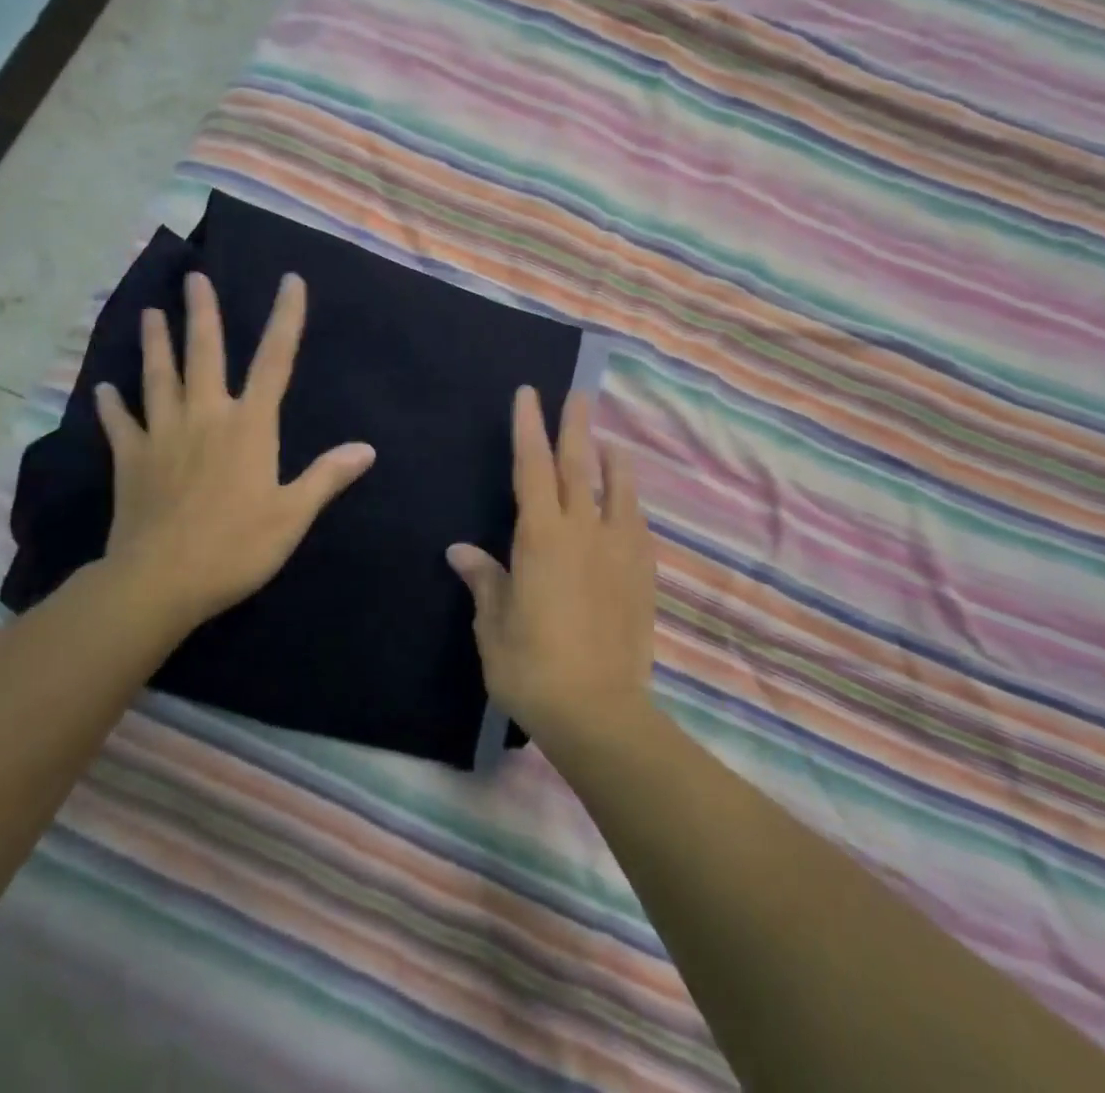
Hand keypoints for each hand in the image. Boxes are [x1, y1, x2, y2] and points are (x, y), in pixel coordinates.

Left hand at [93, 272, 375, 640]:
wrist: (160, 581)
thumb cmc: (237, 546)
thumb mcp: (293, 515)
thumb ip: (327, 476)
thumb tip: (366, 448)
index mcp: (250, 425)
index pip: (275, 360)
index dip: (286, 318)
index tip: (290, 281)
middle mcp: (206, 416)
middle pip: (205, 354)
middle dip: (202, 313)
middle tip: (194, 278)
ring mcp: (163, 435)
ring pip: (158, 378)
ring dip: (155, 344)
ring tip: (149, 313)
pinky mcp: (131, 460)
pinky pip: (120, 424)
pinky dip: (111, 406)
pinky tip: (103, 389)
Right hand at [447, 388, 657, 751]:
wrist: (599, 710)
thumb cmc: (532, 667)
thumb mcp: (494, 625)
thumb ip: (484, 580)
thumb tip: (460, 550)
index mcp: (542, 537)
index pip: (532, 467)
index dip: (529, 428)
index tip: (529, 395)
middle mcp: (584, 531)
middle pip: (579, 465)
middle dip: (575, 425)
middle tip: (577, 394)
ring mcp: (619, 550)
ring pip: (618, 489)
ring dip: (611, 460)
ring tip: (608, 443)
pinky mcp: (643, 574)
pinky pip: (636, 524)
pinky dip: (628, 503)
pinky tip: (626, 505)